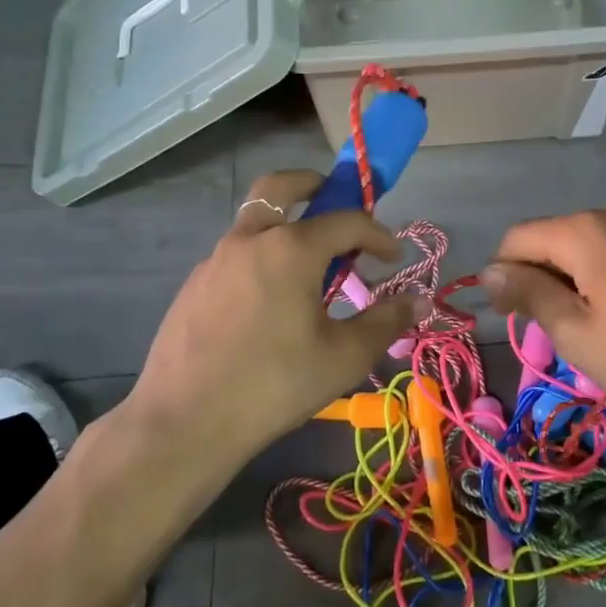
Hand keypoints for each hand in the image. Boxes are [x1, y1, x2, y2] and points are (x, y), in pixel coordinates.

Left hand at [120, 172, 419, 465]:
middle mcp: (249, 239)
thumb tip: (420, 300)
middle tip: (334, 199)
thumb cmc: (274, 385)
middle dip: (314, 184)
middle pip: (280, 186)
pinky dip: (262, 258)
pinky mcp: (194, 285)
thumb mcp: (344, 357)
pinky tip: (269, 304)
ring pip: (254, 222)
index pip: (347, 220)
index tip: (393, 258)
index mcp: (290, 248)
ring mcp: (215, 260)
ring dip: (286, 227)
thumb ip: (386, 321)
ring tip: (308, 271)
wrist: (185, 422)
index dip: (378, 234)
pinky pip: (236, 255)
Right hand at [480, 207, 605, 431]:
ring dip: (569, 280)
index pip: (517, 239)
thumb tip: (489, 271)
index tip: (513, 318)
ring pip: (583, 246)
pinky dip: (600, 277)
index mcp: (584, 230)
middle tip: (554, 331)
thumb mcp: (576, 333)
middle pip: (551, 238)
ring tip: (589, 327)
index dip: (503, 276)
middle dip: (538, 278)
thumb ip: (529, 294)